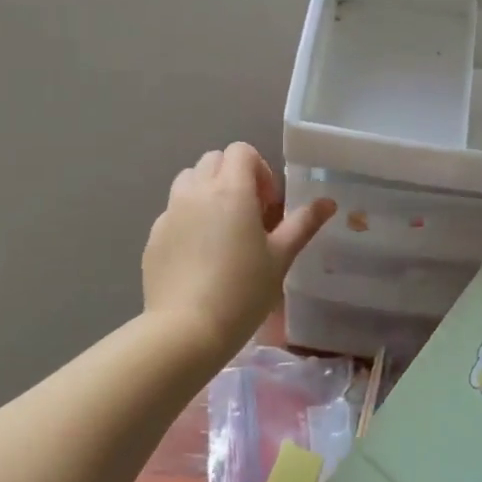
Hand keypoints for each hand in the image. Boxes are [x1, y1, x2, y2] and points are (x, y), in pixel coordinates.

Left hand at [142, 143, 335, 359]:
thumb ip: (303, 223)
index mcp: (230, 190)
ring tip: (221, 229)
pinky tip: (199, 255)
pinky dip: (188, 218)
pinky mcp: (154, 236)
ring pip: (188, 181)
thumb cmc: (243, 291)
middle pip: (214, 160)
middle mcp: (196, 191)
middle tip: (249, 215)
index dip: (259, 171)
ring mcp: (170, 212)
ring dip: (207, 191)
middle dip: (234, 177)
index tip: (268, 206)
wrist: (186, 330)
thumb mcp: (281, 257)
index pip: (242, 151)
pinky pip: (173, 211)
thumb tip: (328, 202)